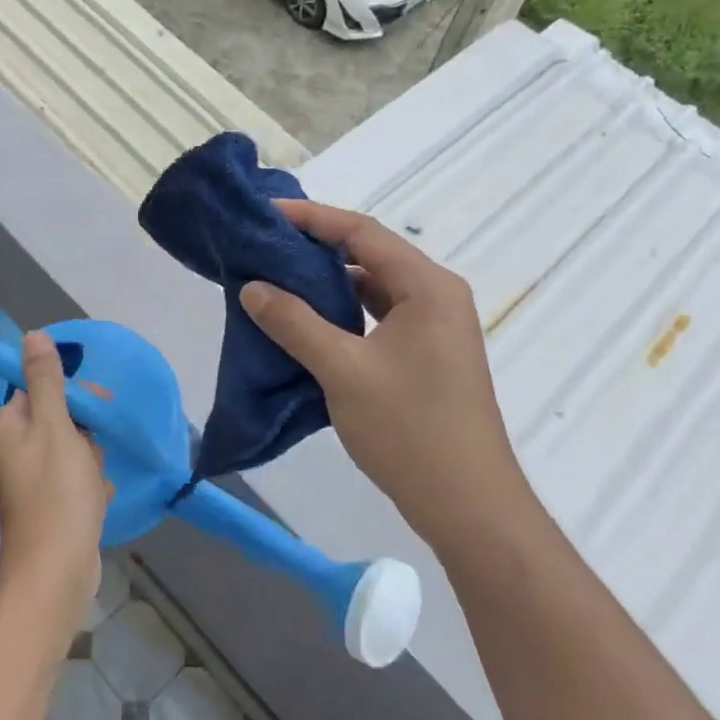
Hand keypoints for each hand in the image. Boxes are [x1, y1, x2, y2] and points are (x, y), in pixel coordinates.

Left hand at [0, 332, 107, 604]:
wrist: (56, 571)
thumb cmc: (56, 492)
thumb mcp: (55, 426)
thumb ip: (46, 380)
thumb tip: (32, 335)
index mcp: (7, 428)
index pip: (36, 390)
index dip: (69, 394)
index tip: (96, 405)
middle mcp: (12, 452)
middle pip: (58, 420)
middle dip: (85, 434)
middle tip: (93, 453)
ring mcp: (30, 482)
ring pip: (73, 451)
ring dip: (91, 462)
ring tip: (92, 484)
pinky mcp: (49, 506)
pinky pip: (75, 481)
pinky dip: (90, 488)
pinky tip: (96, 502)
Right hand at [240, 200, 527, 541]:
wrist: (468, 504)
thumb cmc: (409, 429)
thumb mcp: (343, 371)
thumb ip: (294, 323)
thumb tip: (252, 288)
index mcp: (427, 287)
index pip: (363, 232)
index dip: (312, 219)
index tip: (266, 215)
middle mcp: (437, 296)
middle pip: (370, 255)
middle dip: (317, 249)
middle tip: (265, 247)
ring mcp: (435, 328)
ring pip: (374, 289)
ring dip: (329, 284)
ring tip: (278, 280)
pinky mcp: (427, 356)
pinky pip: (379, 318)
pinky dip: (344, 313)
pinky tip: (309, 323)